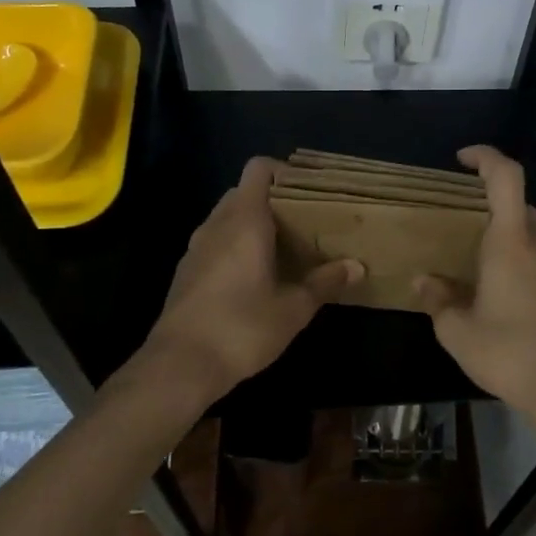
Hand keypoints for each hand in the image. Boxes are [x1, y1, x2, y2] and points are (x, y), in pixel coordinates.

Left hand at [147, 158, 361, 398]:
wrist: (178, 366)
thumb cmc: (242, 327)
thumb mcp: (293, 308)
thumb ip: (325, 282)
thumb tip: (357, 266)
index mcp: (245, 220)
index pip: (259, 169)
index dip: (284, 172)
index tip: (309, 192)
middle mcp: (217, 224)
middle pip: (244, 192)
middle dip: (273, 202)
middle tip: (303, 223)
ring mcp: (196, 247)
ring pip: (227, 218)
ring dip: (253, 226)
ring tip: (284, 251)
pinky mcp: (186, 272)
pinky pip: (215, 243)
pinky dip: (235, 247)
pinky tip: (254, 278)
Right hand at [415, 145, 535, 427]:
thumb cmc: (510, 354)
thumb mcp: (458, 332)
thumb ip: (438, 300)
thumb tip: (424, 281)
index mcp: (512, 242)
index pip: (506, 177)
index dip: (486, 157)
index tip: (462, 160)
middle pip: (519, 205)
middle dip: (491, 204)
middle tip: (462, 224)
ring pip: (533, 236)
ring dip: (508, 238)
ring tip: (480, 270)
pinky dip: (525, 265)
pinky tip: (509, 301)